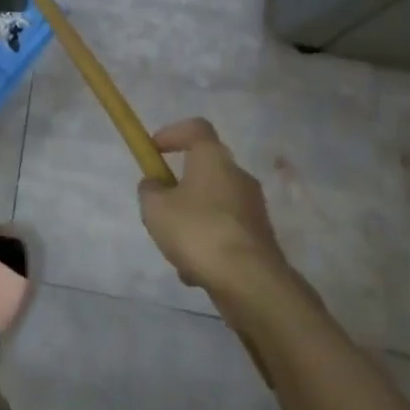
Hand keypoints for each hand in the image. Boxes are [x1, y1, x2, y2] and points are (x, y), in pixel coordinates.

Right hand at [139, 118, 288, 293]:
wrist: (249, 281)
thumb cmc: (197, 231)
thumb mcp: (155, 208)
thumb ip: (150, 190)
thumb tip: (155, 185)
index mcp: (214, 159)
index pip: (196, 128)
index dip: (172, 133)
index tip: (153, 150)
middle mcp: (239, 176)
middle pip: (204, 169)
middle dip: (179, 187)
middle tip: (159, 207)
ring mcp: (253, 209)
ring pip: (213, 205)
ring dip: (192, 221)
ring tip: (174, 250)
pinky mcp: (260, 239)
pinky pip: (224, 233)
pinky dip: (208, 245)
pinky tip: (195, 271)